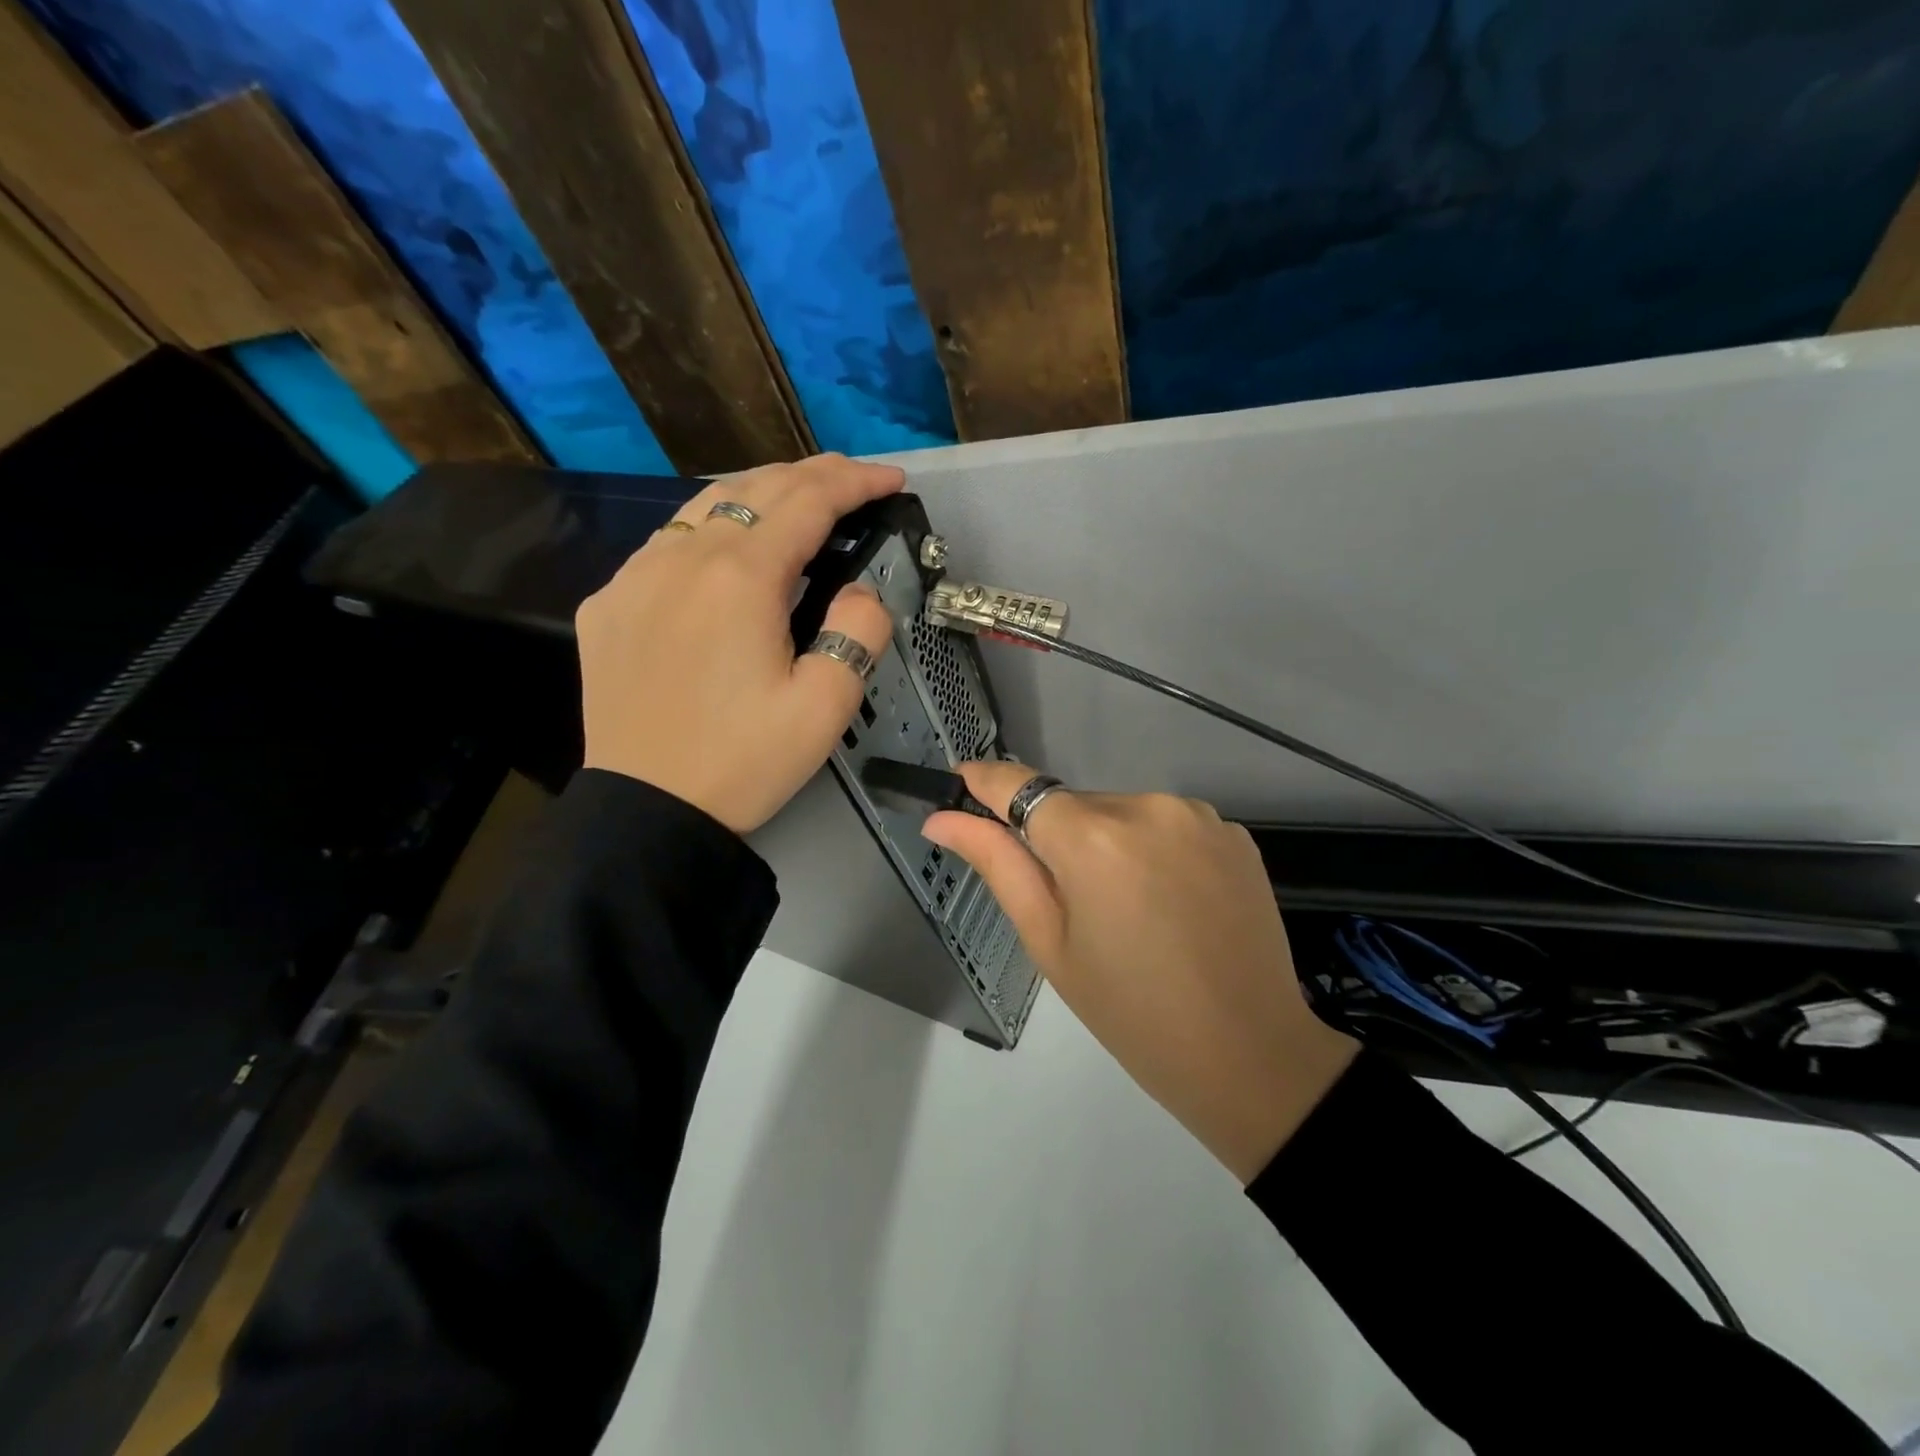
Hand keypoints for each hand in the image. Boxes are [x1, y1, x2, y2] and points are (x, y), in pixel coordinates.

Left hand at [577, 454, 901, 833]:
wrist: (648, 809)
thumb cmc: (744, 761)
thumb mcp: (826, 705)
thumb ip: (859, 630)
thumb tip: (858, 592)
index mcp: (741, 578)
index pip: (808, 501)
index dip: (856, 481)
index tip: (891, 478)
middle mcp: (682, 558)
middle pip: (756, 489)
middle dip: (813, 475)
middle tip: (853, 481)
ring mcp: (635, 576)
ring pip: (704, 506)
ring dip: (760, 494)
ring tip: (797, 503)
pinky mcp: (608, 604)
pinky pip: (666, 544)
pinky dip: (709, 531)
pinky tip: (725, 552)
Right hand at [924, 763, 1359, 1182]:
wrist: (1249, 1054)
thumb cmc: (1131, 1011)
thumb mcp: (1050, 942)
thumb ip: (997, 865)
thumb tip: (941, 820)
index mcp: (1093, 837)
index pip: (1021, 785)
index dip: (986, 781)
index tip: (960, 779)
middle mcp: (1147, 806)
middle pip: (1075, 805)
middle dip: (1059, 838)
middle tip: (1073, 904)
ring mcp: (1198, 815)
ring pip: (1123, 813)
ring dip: (1110, 843)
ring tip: (1130, 911)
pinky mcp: (1233, 832)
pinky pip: (1168, 826)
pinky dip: (1154, 851)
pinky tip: (1172, 903)